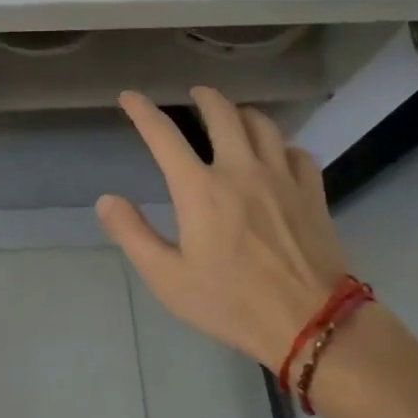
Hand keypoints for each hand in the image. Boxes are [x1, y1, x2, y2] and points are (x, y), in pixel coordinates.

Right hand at [98, 87, 350, 369]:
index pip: (163, 135)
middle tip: (196, 93)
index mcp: (199, 188)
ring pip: (263, 124)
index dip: (142, 110)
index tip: (129, 97)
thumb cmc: (232, 303)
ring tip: (235, 116)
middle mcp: (240, 170)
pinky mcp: (311, 193)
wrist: (312, 325)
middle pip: (222, 113)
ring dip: (243, 113)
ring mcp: (280, 178)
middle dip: (204, 96)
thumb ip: (133, 235)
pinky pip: (297, 152)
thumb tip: (106, 199)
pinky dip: (283, 146)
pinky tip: (278, 155)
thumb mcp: (168, 279)